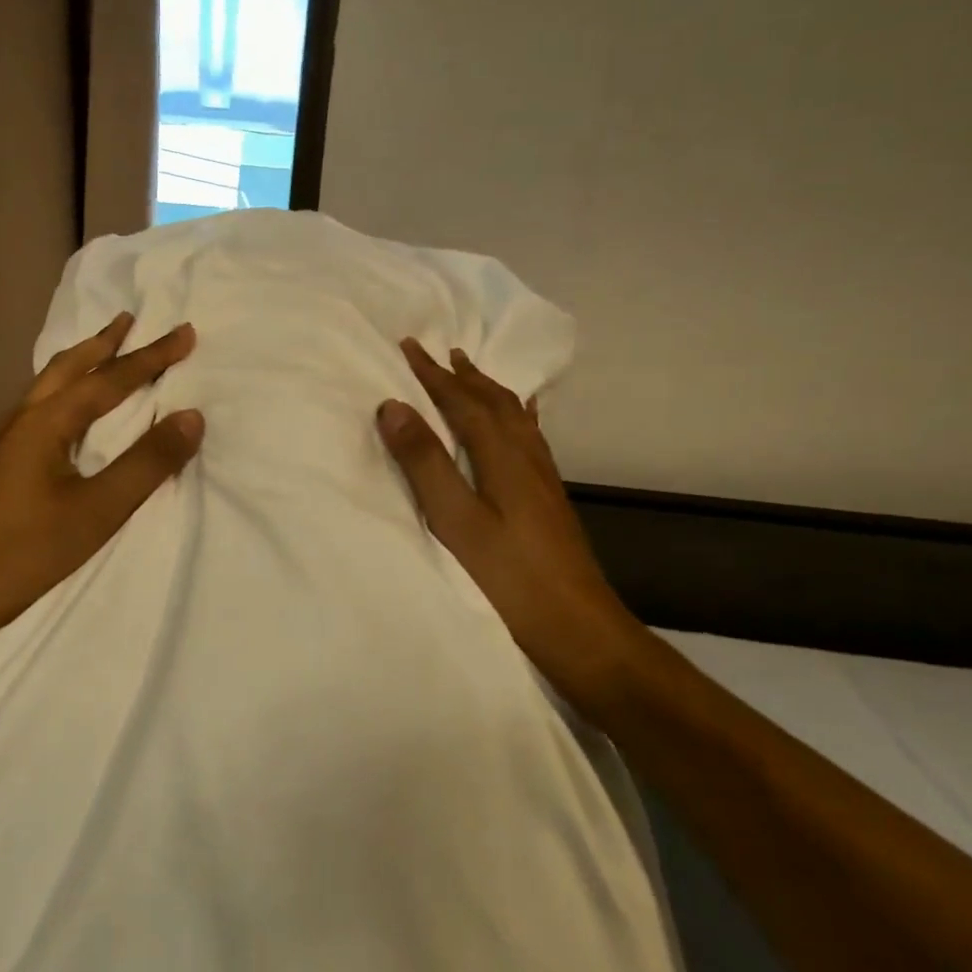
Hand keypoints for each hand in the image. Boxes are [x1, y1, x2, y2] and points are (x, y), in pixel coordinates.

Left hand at [0, 313, 201, 646]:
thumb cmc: (30, 550)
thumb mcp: (99, 509)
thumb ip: (147, 462)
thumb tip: (191, 417)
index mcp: (45, 423)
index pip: (109, 380)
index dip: (151, 357)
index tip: (184, 332)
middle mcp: (21, 419)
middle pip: (68, 367)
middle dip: (103, 342)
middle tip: (131, 320)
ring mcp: (5, 440)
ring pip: (48, 385)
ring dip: (82, 363)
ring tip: (105, 351)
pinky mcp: (1, 463)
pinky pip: (41, 407)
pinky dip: (66, 390)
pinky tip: (71, 410)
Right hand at [375, 338, 645, 705]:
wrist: (578, 626)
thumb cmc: (510, 577)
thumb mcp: (456, 520)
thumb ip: (425, 463)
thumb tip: (393, 406)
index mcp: (502, 457)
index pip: (463, 402)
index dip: (434, 374)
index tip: (409, 345)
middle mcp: (527, 457)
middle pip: (494, 402)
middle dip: (464, 375)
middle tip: (442, 351)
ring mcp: (543, 478)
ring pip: (515, 417)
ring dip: (490, 390)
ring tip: (474, 375)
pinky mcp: (549, 498)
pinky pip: (529, 437)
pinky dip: (516, 417)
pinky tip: (520, 424)